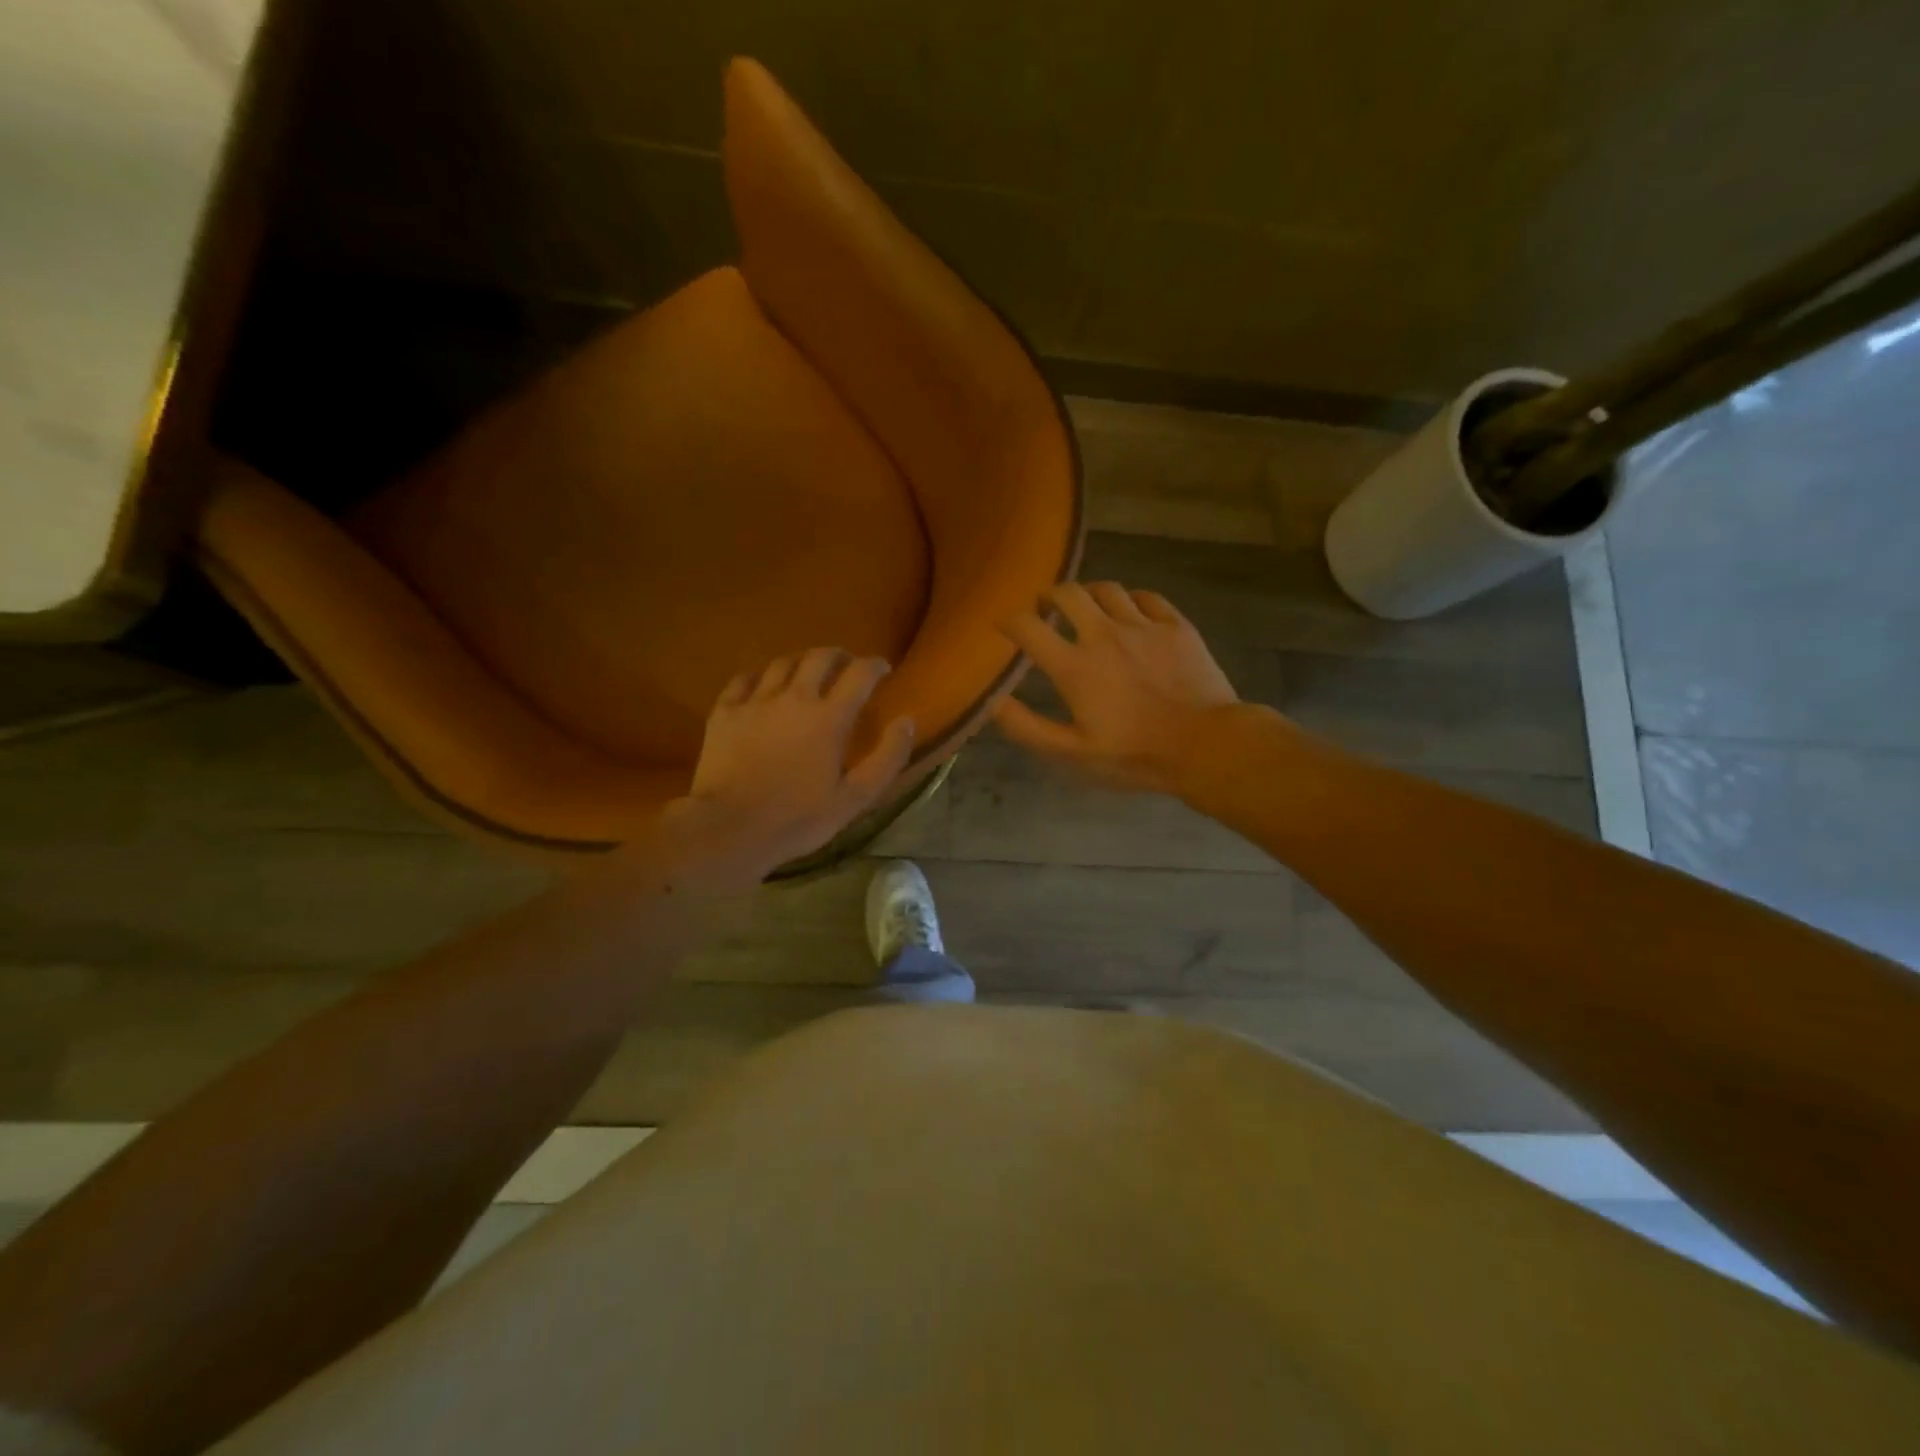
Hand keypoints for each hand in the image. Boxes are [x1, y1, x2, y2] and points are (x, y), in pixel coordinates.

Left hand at [669, 648, 915, 873]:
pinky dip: (761, 676)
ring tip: (808, 673)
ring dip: (802, 662)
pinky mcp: (725, 712)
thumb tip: (907, 721)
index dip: (875, 665)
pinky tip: (764, 686)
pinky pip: (744, 679)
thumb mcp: (856, 798)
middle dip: (839, 656)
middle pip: (820, 657)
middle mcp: (794, 698)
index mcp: (829, 717)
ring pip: (782, 663)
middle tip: (847, 666)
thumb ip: (887, 757)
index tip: (883, 669)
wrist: (730, 828)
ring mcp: (755, 701)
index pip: (860, 674)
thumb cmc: (798, 818)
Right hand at [995, 582, 1240, 794]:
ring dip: (1088, 594)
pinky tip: (1130, 612)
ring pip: (1107, 589)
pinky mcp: (1176, 626)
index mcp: (1075, 666)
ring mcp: (1144, 626)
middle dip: (1049, 596)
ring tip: (1086, 607)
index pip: (1028, 627)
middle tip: (1045, 608)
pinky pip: (1147, 598)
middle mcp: (1104, 634)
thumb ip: (1027, 727)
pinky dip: (1130, 600)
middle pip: (1068, 593)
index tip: (1003, 625)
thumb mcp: (1072, 754)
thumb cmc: (1135, 755)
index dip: (1008, 620)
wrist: (1206, 745)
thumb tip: (992, 701)